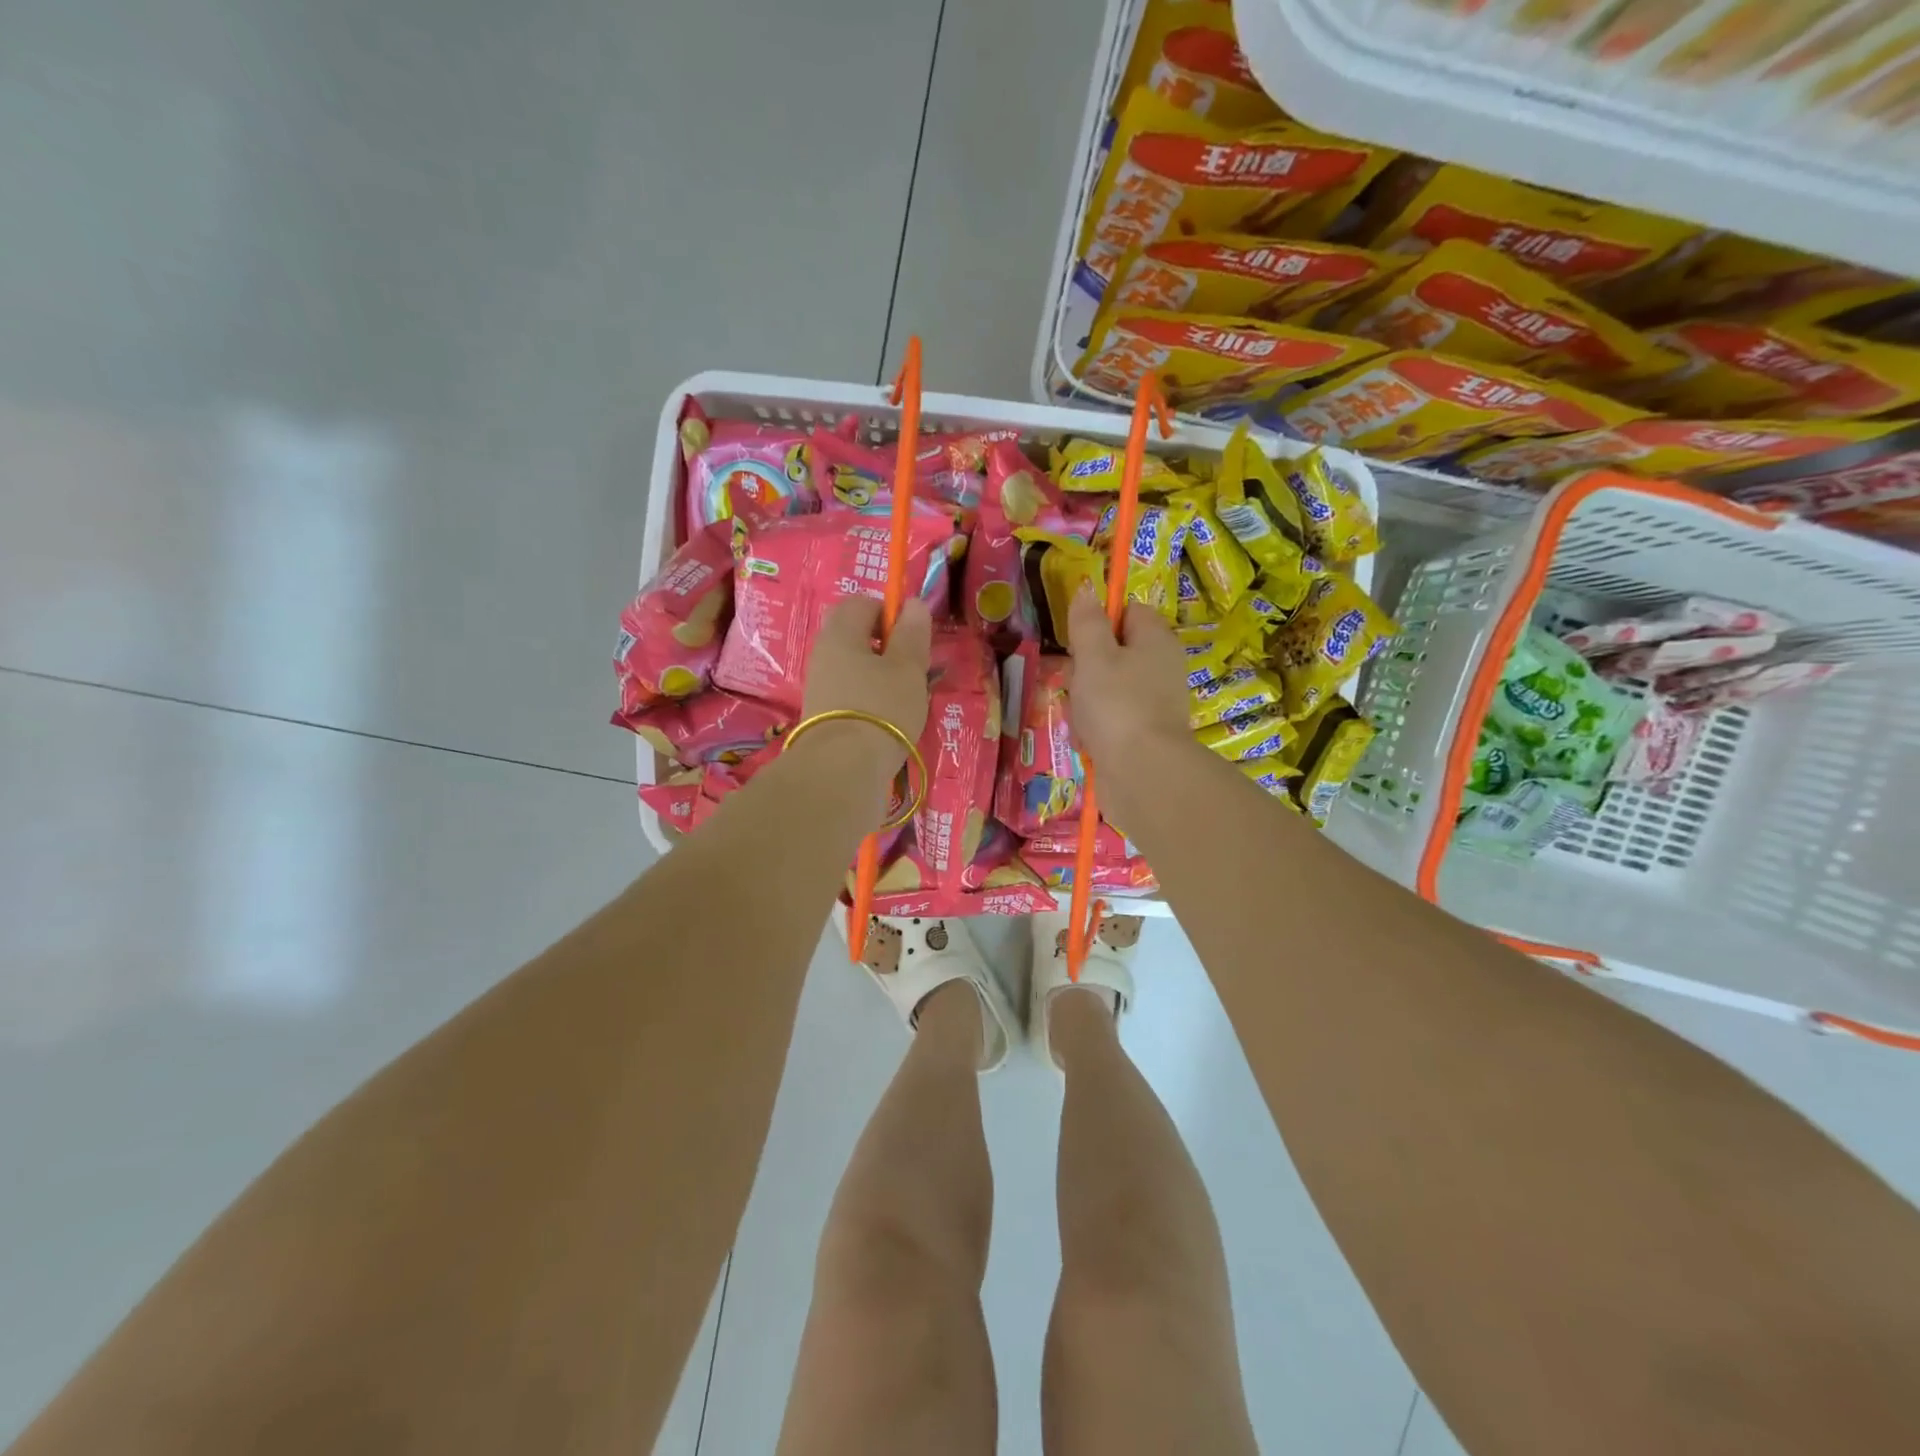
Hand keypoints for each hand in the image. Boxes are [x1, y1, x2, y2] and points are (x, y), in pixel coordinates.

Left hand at [799, 596, 933, 781]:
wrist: (843, 768)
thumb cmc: (882, 707)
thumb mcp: (908, 667)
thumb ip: (912, 633)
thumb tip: (912, 603)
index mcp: (841, 633)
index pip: (862, 602)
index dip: (889, 612)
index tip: (911, 638)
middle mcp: (823, 653)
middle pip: (855, 635)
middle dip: (885, 646)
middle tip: (910, 667)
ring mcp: (819, 685)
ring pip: (853, 666)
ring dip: (879, 675)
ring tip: (904, 698)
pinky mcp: (821, 714)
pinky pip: (848, 692)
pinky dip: (868, 698)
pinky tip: (887, 719)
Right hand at [1065, 584, 1193, 792]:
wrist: (1143, 773)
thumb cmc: (1117, 704)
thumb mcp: (1094, 655)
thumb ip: (1087, 621)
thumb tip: (1086, 588)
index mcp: (1156, 640)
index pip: (1128, 612)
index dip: (1101, 621)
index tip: (1079, 640)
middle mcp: (1161, 667)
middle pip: (1114, 653)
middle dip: (1085, 669)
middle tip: (1074, 684)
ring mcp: (1155, 703)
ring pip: (1107, 690)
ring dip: (1085, 704)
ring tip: (1080, 720)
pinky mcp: (1145, 734)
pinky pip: (1111, 721)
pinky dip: (1095, 730)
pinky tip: (1086, 742)